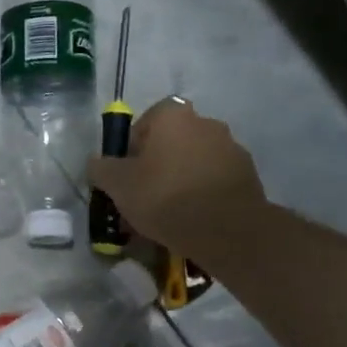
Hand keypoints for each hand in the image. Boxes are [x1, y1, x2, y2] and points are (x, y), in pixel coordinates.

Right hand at [87, 99, 266, 256]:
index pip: (148, 119)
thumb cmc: (164, 196)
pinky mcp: (248, 176)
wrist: (226, 229)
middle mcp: (206, 123)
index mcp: (173, 116)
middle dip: (158, 162)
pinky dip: (203, 193)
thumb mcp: (117, 184)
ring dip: (181, 178)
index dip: (134, 143)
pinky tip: (192, 219)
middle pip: (173, 140)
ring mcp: (232, 149)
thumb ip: (101, 168)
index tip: (127, 170)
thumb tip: (97, 162)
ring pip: (195, 161)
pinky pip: (214, 181)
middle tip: (144, 193)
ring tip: (168, 213)